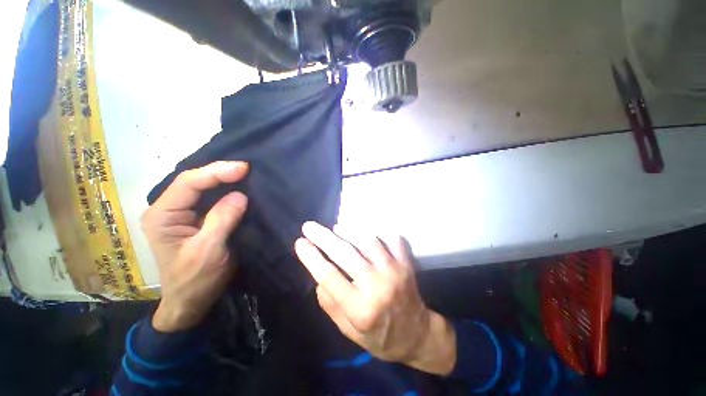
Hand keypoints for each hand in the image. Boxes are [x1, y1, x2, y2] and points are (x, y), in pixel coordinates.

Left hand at [141, 161, 248, 331]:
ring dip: (224, 179)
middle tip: (247, 168)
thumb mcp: (208, 251)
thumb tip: (240, 195)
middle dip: (221, 172)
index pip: (188, 183)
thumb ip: (221, 221)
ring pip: (203, 188)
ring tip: (246, 173)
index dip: (216, 172)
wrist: (191, 301)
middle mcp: (168, 209)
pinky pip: (211, 199)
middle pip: (194, 181)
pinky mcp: (196, 219)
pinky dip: (227, 191)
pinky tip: (240, 186)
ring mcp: (182, 214)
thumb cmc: (195, 280)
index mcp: (162, 216)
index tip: (243, 168)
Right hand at [294, 222, 455, 375]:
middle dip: (323, 237)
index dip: (311, 257)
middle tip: (309, 226)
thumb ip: (331, 305)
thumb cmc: (380, 337)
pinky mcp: (406, 263)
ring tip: (336, 228)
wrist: (417, 335)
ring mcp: (395, 271)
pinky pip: (391, 239)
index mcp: (361, 309)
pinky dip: (377, 231)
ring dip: (348, 231)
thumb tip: (319, 276)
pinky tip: (364, 230)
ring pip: (367, 241)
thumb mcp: (349, 332)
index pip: (329, 276)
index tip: (300, 243)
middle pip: (346, 254)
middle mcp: (378, 286)